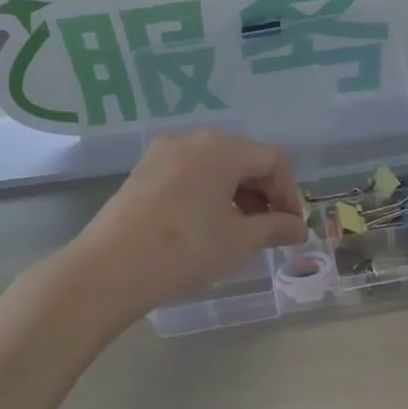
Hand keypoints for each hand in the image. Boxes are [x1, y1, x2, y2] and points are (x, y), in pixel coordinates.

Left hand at [60, 130, 305, 322]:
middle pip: (244, 158)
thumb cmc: (184, 251)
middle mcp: (193, 139)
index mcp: (222, 148)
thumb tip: (298, 227)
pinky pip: (189, 173)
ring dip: (237, 193)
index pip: (273, 161)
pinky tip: (207, 225)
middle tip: (271, 230)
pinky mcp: (143, 171)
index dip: (290, 193)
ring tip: (240, 231)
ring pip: (215, 166)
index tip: (292, 228)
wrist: (109, 269)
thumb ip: (275, 228)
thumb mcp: (239, 241)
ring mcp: (163, 153)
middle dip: (264, 193)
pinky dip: (209, 193)